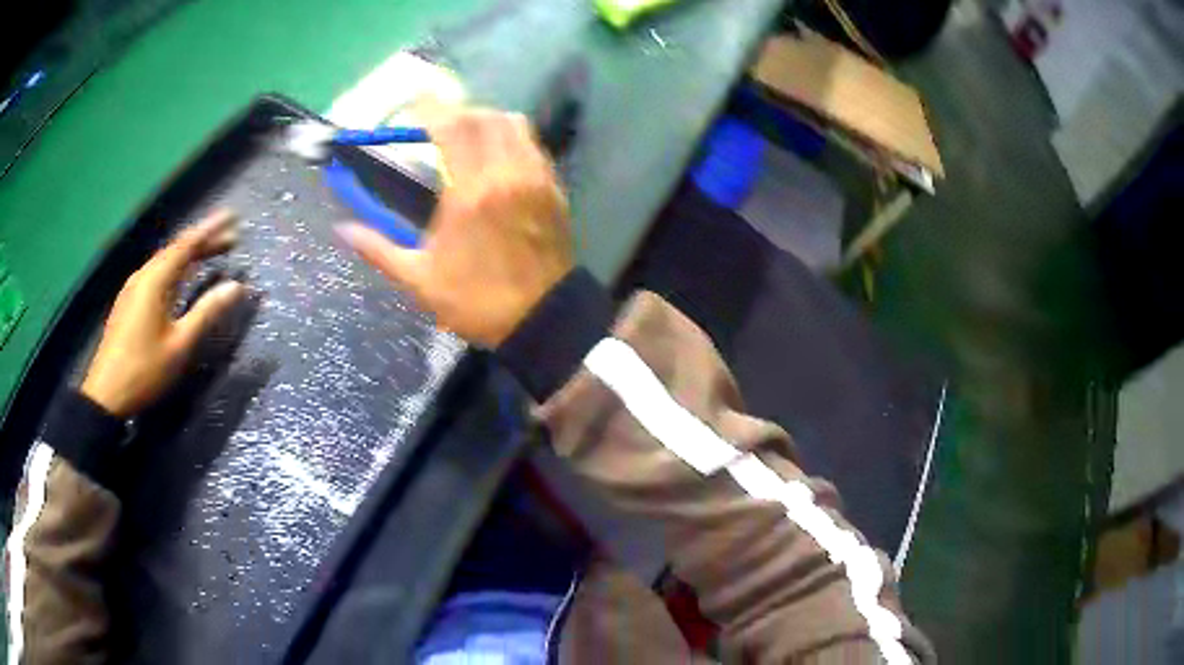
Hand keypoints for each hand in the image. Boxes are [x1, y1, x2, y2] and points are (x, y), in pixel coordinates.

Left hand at [80, 210, 245, 417]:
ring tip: (209, 254)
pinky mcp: (128, 302)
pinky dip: (175, 269)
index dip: (211, 229)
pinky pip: (156, 274)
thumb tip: (236, 287)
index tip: (233, 216)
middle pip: (176, 250)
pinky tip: (181, 278)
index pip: (187, 244)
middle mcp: (143, 275)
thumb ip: (206, 313)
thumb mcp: (180, 345)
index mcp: (156, 280)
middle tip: (231, 239)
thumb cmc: (145, 369)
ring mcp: (133, 288)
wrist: (106, 394)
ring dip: (189, 255)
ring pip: (165, 261)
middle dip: (204, 242)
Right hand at [337, 107, 573, 347]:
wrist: (541, 318)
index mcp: (468, 193)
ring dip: (486, 120)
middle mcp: (504, 174)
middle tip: (437, 124)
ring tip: (468, 135)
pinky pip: (532, 144)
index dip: (432, 108)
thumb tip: (342, 229)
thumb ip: (379, 249)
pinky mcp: (553, 187)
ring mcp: (534, 178)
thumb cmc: (476, 301)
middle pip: (483, 117)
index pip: (452, 128)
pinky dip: (512, 137)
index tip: (416, 102)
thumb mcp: (420, 280)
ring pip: (513, 124)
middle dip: (457, 111)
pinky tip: (497, 155)